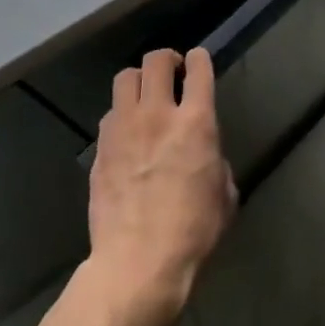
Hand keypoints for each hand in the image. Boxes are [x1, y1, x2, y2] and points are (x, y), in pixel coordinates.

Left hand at [85, 47, 236, 321]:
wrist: (138, 266)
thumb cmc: (193, 233)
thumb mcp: (225, 194)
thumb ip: (216, 161)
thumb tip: (206, 155)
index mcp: (196, 122)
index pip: (199, 67)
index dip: (200, 59)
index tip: (198, 63)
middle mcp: (158, 114)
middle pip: (155, 61)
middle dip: (166, 60)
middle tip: (172, 75)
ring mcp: (124, 130)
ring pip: (125, 79)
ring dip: (138, 82)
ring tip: (144, 99)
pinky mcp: (100, 151)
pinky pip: (110, 116)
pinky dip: (120, 116)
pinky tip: (127, 136)